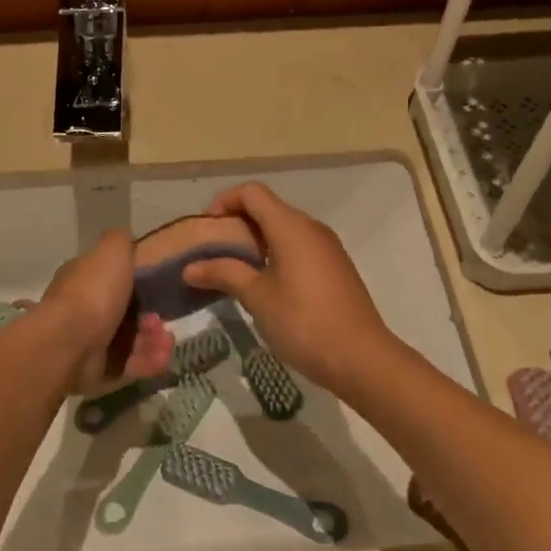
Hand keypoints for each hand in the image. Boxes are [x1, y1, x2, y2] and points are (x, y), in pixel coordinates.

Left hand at [26, 230, 172, 395]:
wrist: (68, 343)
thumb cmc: (92, 293)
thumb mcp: (111, 252)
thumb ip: (120, 241)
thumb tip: (126, 238)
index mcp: (83, 280)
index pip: (112, 280)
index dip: (139, 284)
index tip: (159, 289)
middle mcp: (83, 310)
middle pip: (125, 314)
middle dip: (150, 318)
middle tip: (162, 321)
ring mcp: (88, 343)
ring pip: (130, 341)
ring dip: (153, 341)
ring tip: (167, 342)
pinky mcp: (96, 371)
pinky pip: (128, 366)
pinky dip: (147, 362)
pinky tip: (163, 359)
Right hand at [181, 182, 393, 392]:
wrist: (361, 357)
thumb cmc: (303, 322)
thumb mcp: (256, 297)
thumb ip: (223, 274)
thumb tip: (189, 268)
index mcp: (290, 226)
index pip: (252, 193)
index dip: (224, 202)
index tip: (207, 229)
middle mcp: (311, 227)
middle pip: (268, 208)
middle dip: (237, 223)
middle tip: (213, 253)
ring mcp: (327, 247)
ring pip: (284, 229)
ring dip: (256, 241)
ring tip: (234, 271)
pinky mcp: (335, 267)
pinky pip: (299, 247)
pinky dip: (276, 254)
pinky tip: (264, 285)